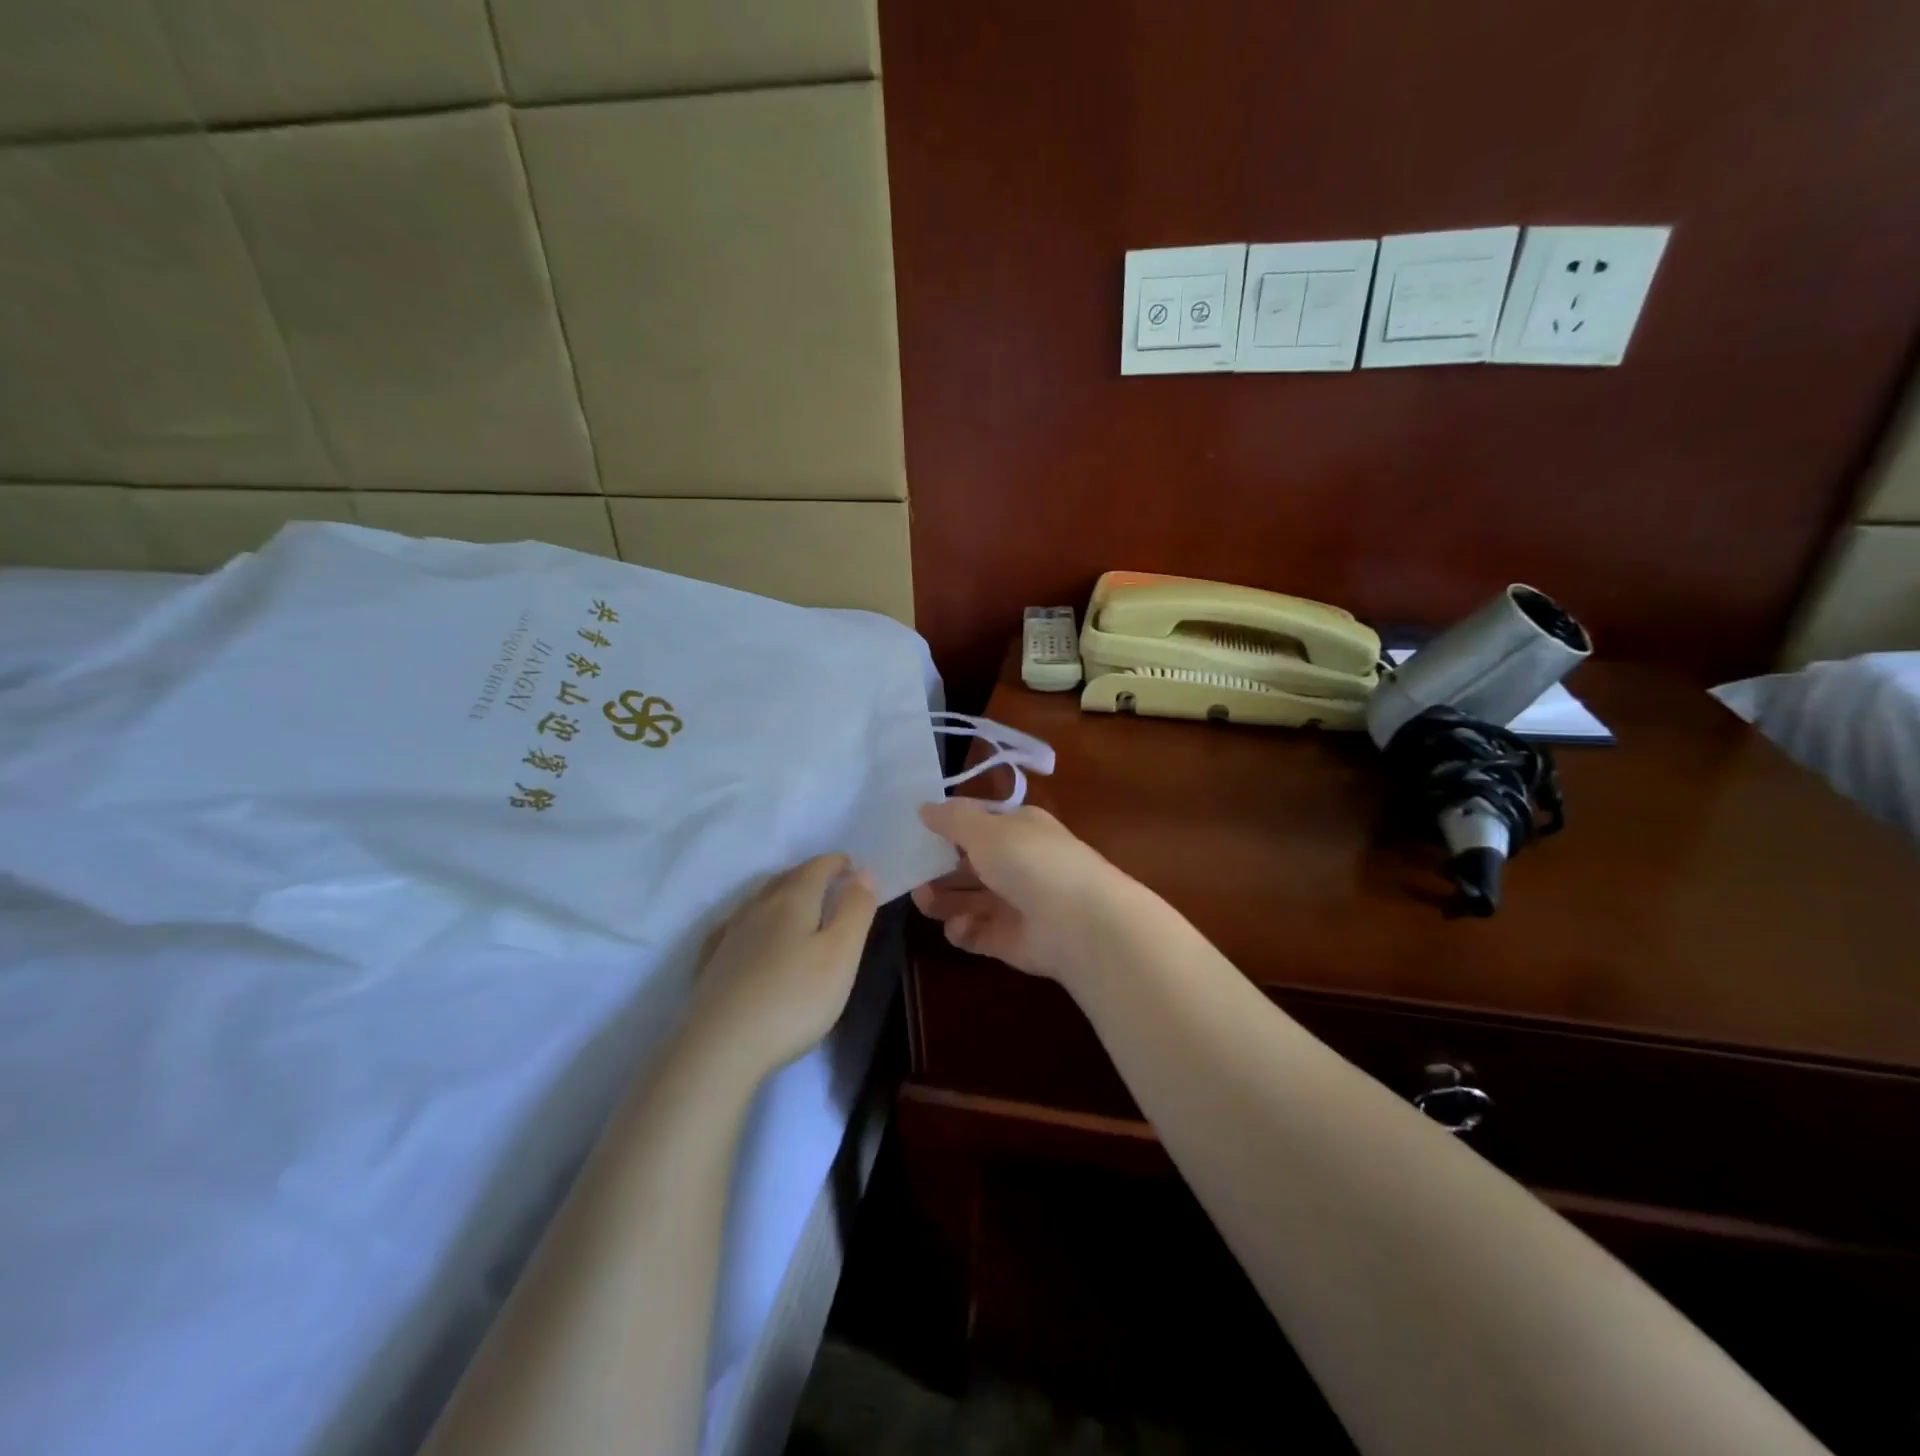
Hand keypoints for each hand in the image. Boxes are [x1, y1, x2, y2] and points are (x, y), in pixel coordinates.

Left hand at [688, 854, 878, 1081]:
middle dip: (810, 875)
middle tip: (830, 886)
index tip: (852, 867)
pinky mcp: (711, 962)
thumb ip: (855, 910)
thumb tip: (862, 873)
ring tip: (798, 909)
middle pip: (786, 878)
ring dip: (782, 895)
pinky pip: (737, 926)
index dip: (837, 863)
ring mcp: (729, 934)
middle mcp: (757, 907)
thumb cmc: (793, 999)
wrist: (720, 1048)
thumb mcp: (841, 955)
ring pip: (760, 900)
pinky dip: (755, 921)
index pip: (817, 867)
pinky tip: (753, 937)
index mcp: (793, 900)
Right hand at [910, 800, 1129, 982]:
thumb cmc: (1030, 861)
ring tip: (923, 899)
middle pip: (968, 864)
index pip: (977, 824)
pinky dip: (963, 930)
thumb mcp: (986, 829)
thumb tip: (923, 808)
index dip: (947, 827)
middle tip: (909, 871)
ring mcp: (1014, 903)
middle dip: (938, 868)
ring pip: (967, 899)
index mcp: (1018, 829)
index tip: (913, 832)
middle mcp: (1016, 863)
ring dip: (942, 899)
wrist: (1079, 923)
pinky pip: (976, 932)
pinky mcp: (1009, 940)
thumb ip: (952, 820)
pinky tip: (959, 926)